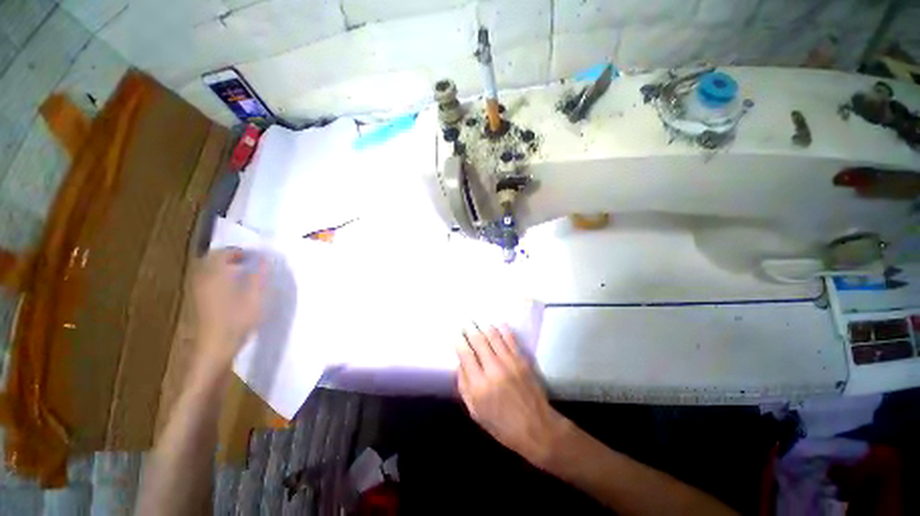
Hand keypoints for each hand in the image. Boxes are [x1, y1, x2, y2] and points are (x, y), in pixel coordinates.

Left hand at [193, 248, 266, 367]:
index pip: (223, 252)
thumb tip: (265, 258)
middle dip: (230, 257)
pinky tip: (232, 286)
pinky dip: (219, 276)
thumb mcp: (255, 296)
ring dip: (224, 266)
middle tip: (249, 261)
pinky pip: (207, 279)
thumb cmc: (237, 319)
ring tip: (243, 272)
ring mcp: (197, 289)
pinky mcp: (198, 299)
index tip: (256, 256)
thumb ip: (260, 275)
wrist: (215, 346)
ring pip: (208, 269)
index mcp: (215, 274)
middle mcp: (202, 278)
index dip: (240, 251)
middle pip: (212, 259)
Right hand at [456, 324, 567, 466]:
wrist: (537, 428)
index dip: (458, 341)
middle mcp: (493, 370)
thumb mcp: (475, 412)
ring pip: (494, 336)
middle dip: (469, 329)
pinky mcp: (522, 360)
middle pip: (478, 341)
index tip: (455, 333)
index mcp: (479, 386)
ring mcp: (510, 363)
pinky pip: (510, 339)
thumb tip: (460, 364)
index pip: (465, 355)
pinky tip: (497, 324)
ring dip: (484, 327)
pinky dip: (503, 329)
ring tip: (478, 322)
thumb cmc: (502, 426)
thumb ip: (464, 387)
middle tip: (465, 322)